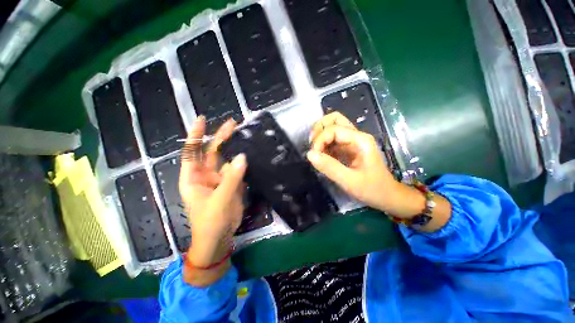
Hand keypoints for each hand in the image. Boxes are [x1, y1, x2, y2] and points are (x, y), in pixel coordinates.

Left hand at [179, 116, 246, 284]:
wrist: (220, 237)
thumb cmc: (210, 222)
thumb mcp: (219, 200)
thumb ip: (231, 179)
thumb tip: (242, 157)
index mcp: (193, 177)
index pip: (192, 151)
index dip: (196, 135)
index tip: (202, 119)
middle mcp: (206, 175)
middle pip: (213, 152)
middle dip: (221, 137)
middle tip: (233, 123)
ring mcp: (220, 179)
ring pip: (228, 160)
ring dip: (235, 149)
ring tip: (246, 136)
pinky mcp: (232, 184)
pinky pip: (238, 170)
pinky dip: (244, 162)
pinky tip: (251, 154)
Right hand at [307, 112, 404, 214]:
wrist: (386, 196)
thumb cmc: (372, 189)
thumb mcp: (349, 181)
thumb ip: (329, 167)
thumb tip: (309, 154)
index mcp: (360, 140)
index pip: (334, 129)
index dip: (320, 139)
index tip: (313, 155)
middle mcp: (356, 136)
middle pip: (334, 119)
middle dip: (319, 129)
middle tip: (312, 146)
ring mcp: (352, 141)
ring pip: (332, 127)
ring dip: (320, 135)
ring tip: (315, 150)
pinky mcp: (347, 148)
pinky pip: (332, 139)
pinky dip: (323, 144)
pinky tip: (321, 155)